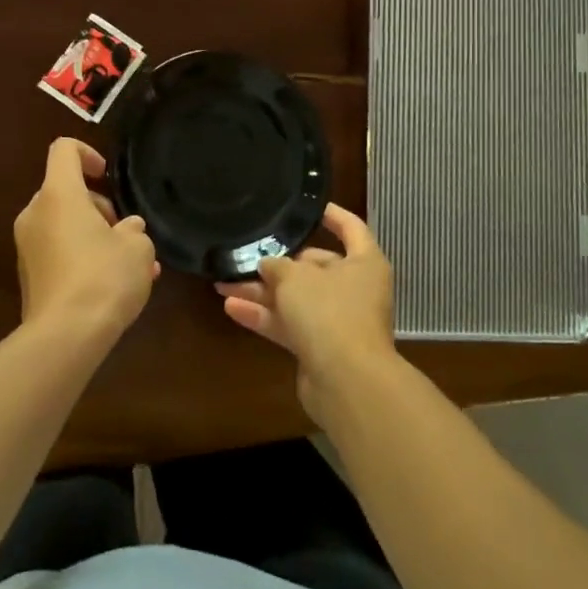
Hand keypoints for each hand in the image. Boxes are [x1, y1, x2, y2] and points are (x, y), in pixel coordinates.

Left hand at [14, 138, 159, 341]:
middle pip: (66, 191)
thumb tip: (127, 230)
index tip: (108, 177)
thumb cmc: (104, 277)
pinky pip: (59, 253)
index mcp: (59, 194)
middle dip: (99, 207)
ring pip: (64, 225)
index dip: (88, 154)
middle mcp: (36, 214)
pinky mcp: (29, 277)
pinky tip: (113, 285)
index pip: (64, 150)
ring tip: (131, 265)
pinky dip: (83, 258)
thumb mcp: (137, 248)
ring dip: (95, 235)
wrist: (65, 337)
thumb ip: (134, 230)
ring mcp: (27, 247)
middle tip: (127, 233)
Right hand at [216, 202, 397, 418]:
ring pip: (297, 298)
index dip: (330, 214)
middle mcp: (355, 289)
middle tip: (247, 255)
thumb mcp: (296, 278)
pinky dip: (265, 317)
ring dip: (263, 292)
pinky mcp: (321, 348)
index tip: (306, 206)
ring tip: (224, 282)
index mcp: (364, 262)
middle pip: (316, 266)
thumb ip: (277, 266)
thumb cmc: (329, 312)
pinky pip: (290, 325)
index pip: (350, 227)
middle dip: (279, 263)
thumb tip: (267, 264)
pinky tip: (231, 308)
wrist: (347, 382)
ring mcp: (339, 321)